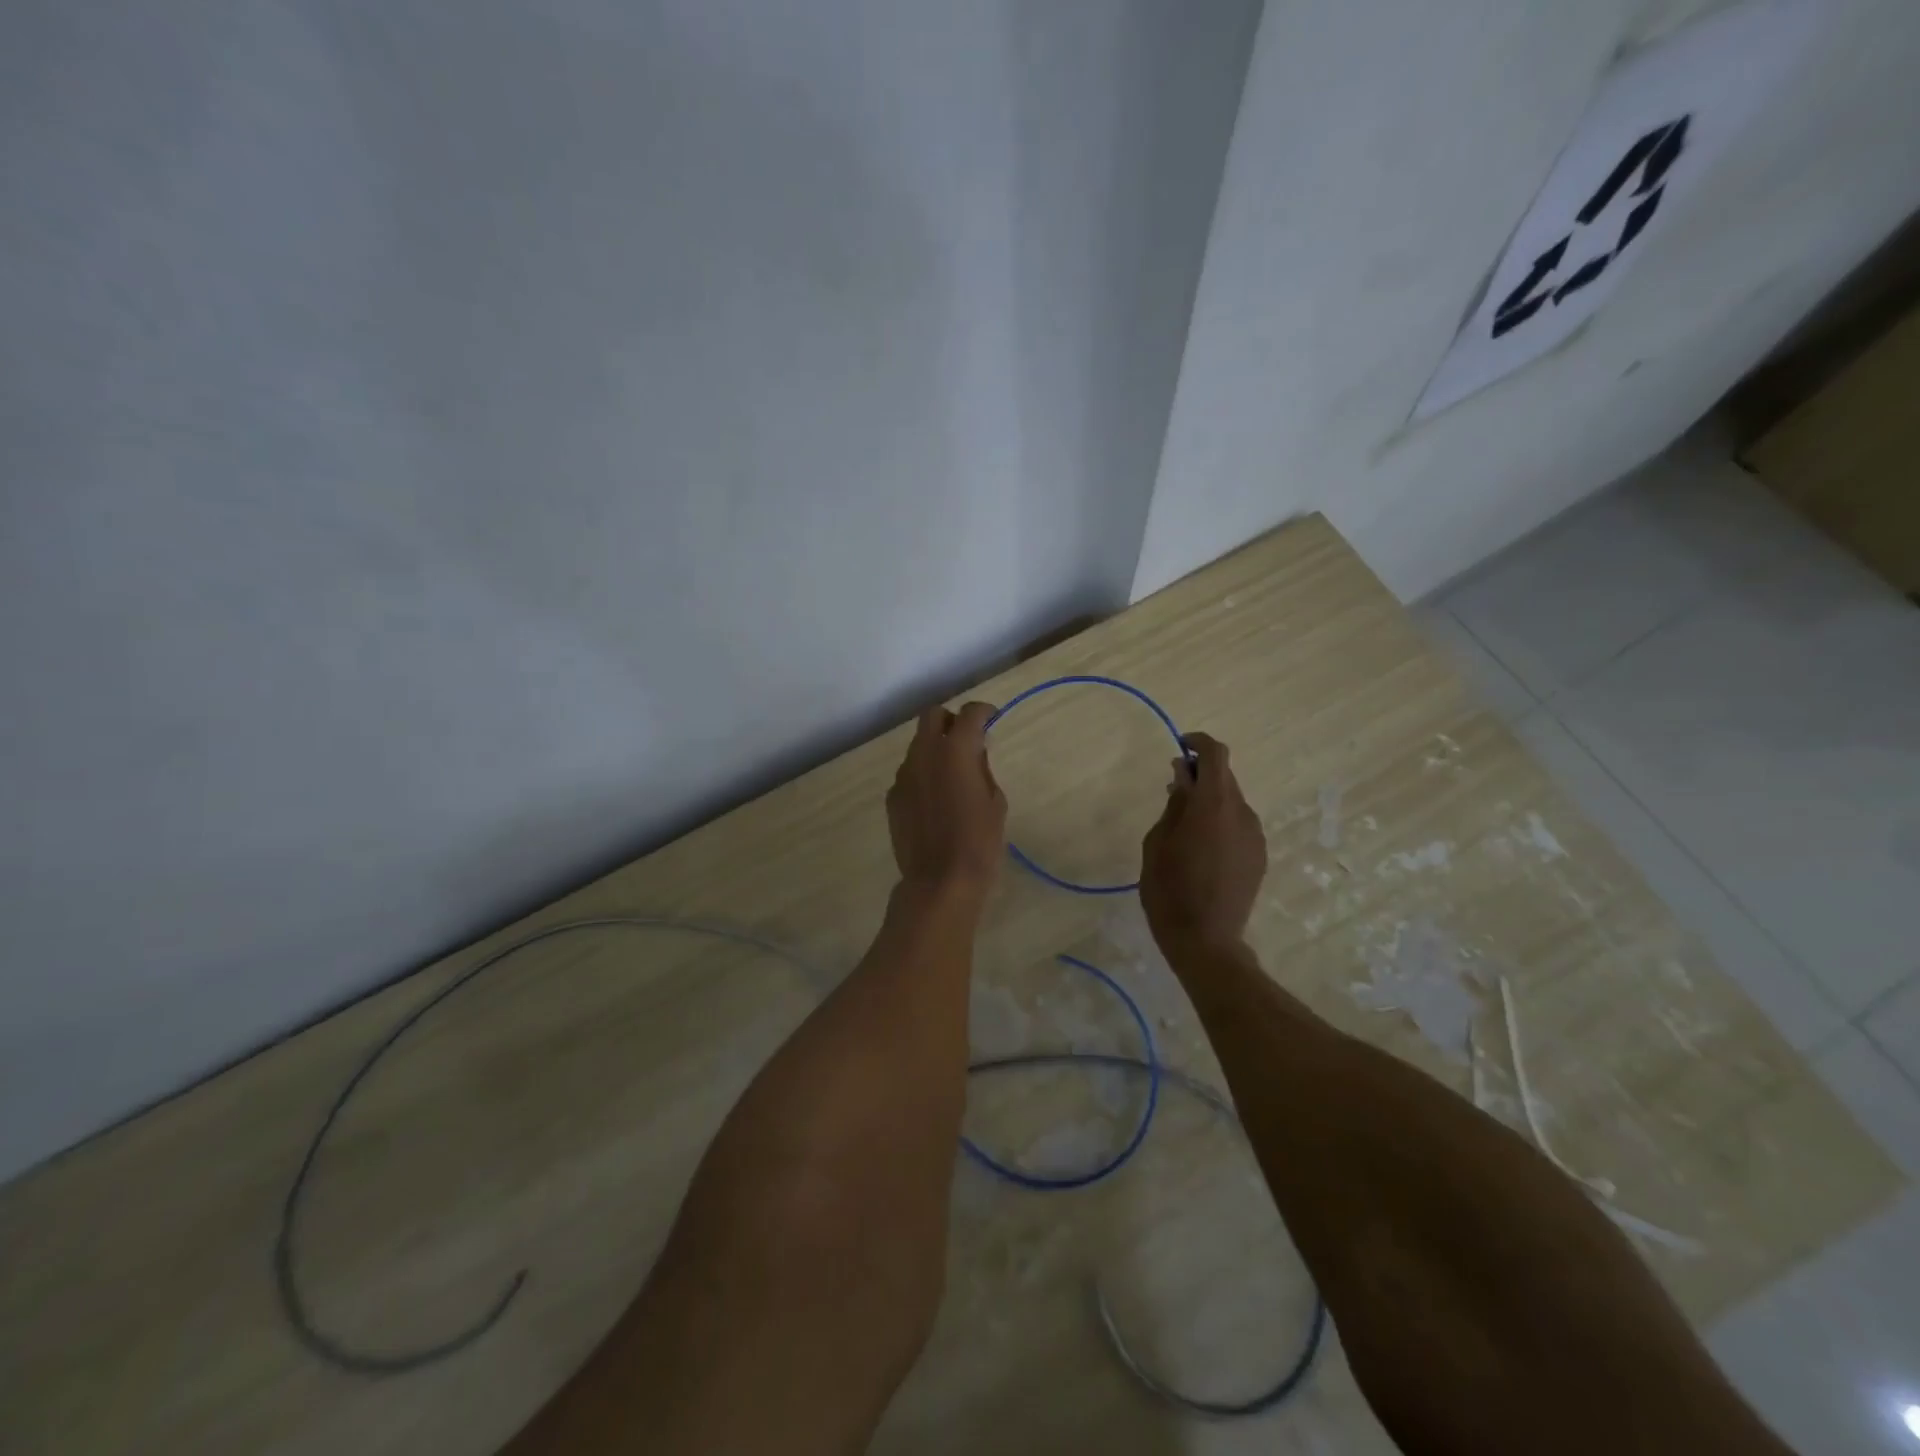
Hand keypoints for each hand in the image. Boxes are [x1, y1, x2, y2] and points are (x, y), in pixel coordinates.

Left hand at [886, 702, 1007, 895]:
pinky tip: (935, 799)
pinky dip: (923, 774)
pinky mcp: (893, 796)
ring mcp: (903, 775)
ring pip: (918, 745)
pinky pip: (909, 773)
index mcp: (955, 751)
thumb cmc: (979, 842)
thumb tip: (973, 755)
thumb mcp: (995, 802)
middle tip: (967, 739)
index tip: (992, 719)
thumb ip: (982, 770)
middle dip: (951, 721)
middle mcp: (924, 754)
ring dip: (935, 748)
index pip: (969, 714)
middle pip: (932, 716)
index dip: (983, 712)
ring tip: (952, 774)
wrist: (939, 882)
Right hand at [1139, 732, 1266, 954]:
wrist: (1205, 942)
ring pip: (1232, 803)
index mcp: (1214, 805)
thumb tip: (1183, 777)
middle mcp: (1242, 813)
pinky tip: (1202, 849)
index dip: (1199, 743)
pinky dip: (1221, 822)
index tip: (1179, 747)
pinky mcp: (1259, 856)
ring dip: (1210, 801)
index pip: (1216, 755)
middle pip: (1225, 778)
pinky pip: (1239, 825)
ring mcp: (1255, 836)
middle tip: (1173, 790)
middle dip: (1200, 776)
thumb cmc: (1169, 890)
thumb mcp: (1157, 843)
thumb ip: (1174, 804)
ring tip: (1184, 826)